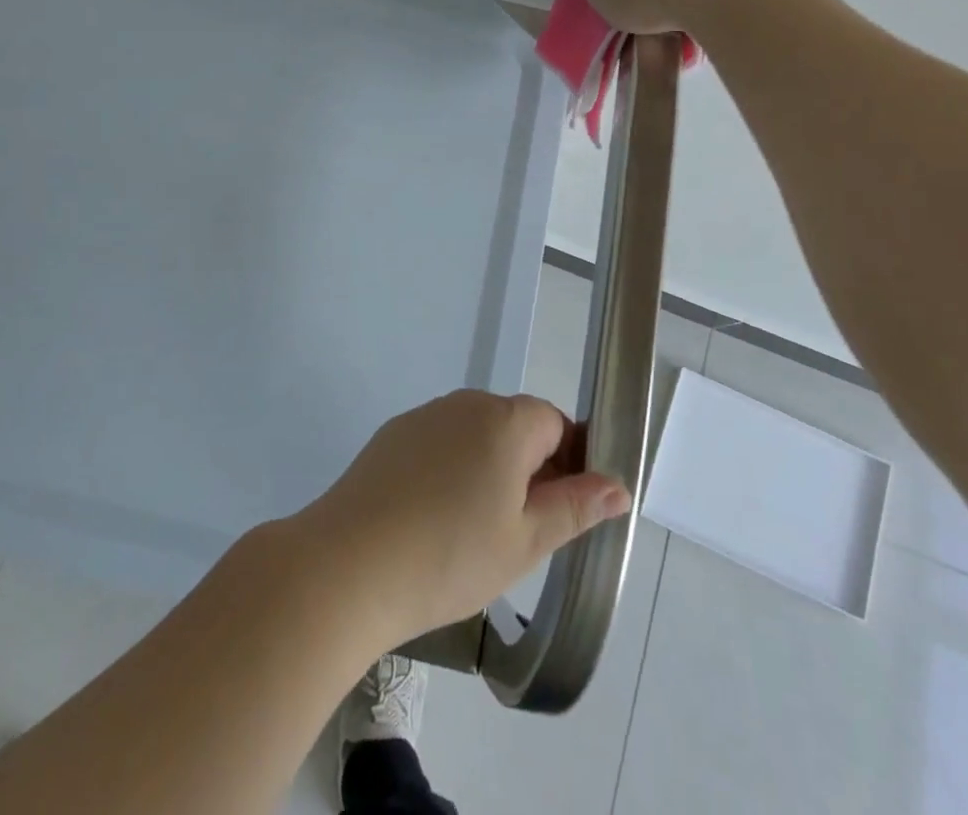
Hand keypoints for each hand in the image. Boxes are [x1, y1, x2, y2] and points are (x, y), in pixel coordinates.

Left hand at [293, 391, 631, 646]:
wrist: (349, 564)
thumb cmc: (450, 555)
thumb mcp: (525, 541)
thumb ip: (575, 507)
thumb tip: (618, 485)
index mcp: (505, 421)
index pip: (555, 423)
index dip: (568, 463)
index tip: (562, 511)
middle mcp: (465, 404)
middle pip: (514, 425)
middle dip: (528, 468)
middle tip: (521, 530)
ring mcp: (424, 416)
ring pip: (475, 435)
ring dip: (488, 469)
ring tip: (475, 531)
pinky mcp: (393, 435)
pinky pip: (439, 443)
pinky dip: (450, 470)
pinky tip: (434, 518)